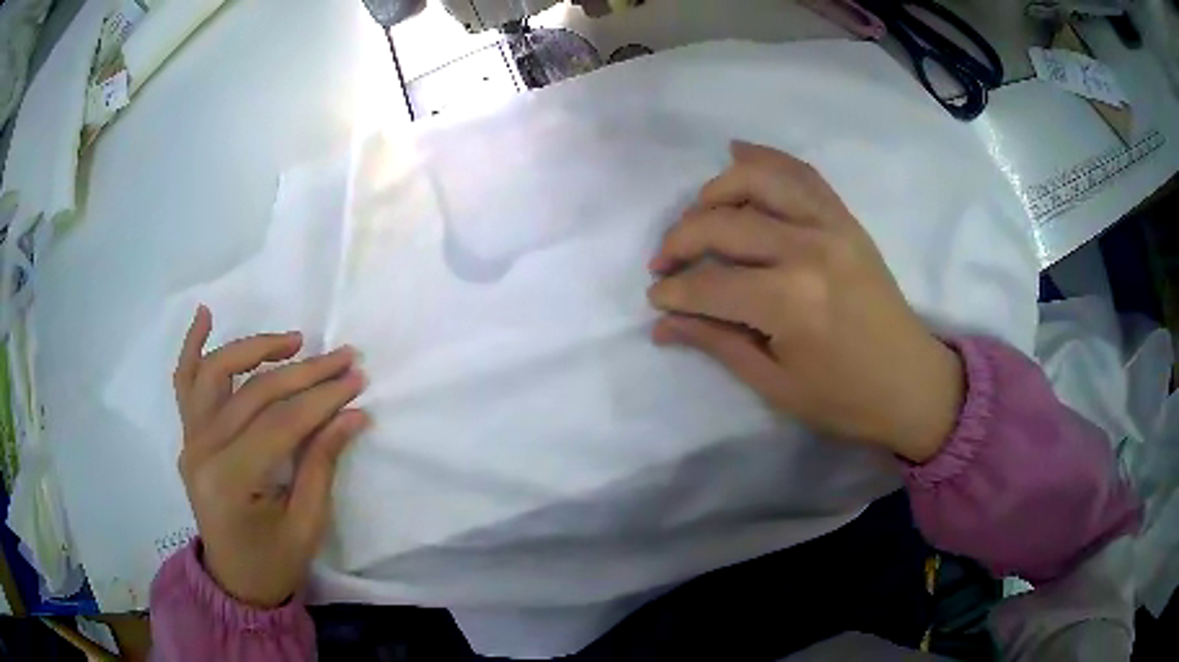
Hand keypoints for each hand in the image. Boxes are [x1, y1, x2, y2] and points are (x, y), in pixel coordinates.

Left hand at [173, 306, 367, 607]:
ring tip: (292, 340)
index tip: (356, 378)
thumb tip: (353, 414)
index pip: (281, 423)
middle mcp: (202, 451)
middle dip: (304, 372)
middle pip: (254, 393)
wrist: (235, 580)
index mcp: (230, 481)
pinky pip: (185, 382)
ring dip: (254, 348)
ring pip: (216, 373)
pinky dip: (192, 346)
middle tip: (343, 357)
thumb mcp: (307, 524)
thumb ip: (322, 464)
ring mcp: (190, 440)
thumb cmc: (274, 561)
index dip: (322, 398)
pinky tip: (205, 315)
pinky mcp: (188, 436)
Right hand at [647, 142, 963, 462]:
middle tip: (664, 262)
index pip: (709, 284)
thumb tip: (662, 324)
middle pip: (723, 224)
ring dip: (716, 190)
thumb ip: (717, 343)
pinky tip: (738, 154)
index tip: (656, 299)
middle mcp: (807, 249)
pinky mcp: (845, 219)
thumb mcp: (774, 384)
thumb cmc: (844, 398)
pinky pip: (801, 173)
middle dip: (680, 240)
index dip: (673, 292)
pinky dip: (766, 159)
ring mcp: (831, 226)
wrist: (912, 383)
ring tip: (698, 213)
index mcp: (789, 302)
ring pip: (758, 179)